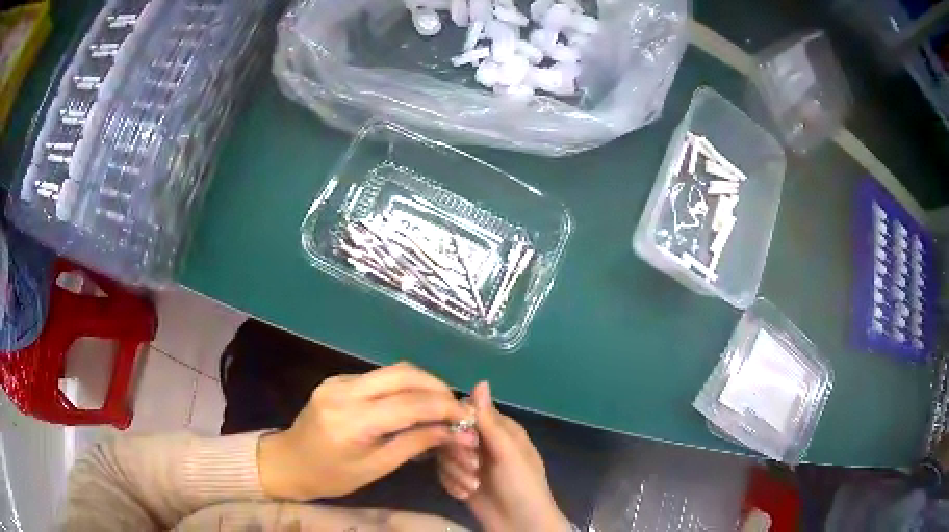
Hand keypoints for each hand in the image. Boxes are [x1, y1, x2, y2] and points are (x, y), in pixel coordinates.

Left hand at [258, 362, 469, 500]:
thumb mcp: (375, 468)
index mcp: (352, 420)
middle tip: (456, 406)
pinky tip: (415, 403)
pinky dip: (405, 386)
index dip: (444, 408)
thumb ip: (414, 444)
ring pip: (393, 370)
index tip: (467, 417)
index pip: (409, 404)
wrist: (289, 461)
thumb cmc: (331, 476)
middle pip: (403, 374)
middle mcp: (344, 391)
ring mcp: (339, 381)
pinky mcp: (338, 379)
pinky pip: (380, 377)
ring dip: (423, 384)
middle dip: (437, 386)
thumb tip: (452, 431)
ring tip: (442, 405)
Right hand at [437, 382, 569, 531]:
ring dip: (456, 472)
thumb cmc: (522, 486)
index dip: (459, 422)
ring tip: (472, 487)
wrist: (520, 525)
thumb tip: (480, 381)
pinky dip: (452, 484)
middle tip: (473, 468)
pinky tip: (465, 494)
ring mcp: (471, 462)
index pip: (468, 411)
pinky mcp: (461, 479)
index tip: (462, 438)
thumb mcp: (508, 453)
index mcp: (500, 429)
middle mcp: (484, 442)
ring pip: (444, 455)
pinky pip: (442, 473)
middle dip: (458, 454)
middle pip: (451, 433)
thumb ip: (490, 420)